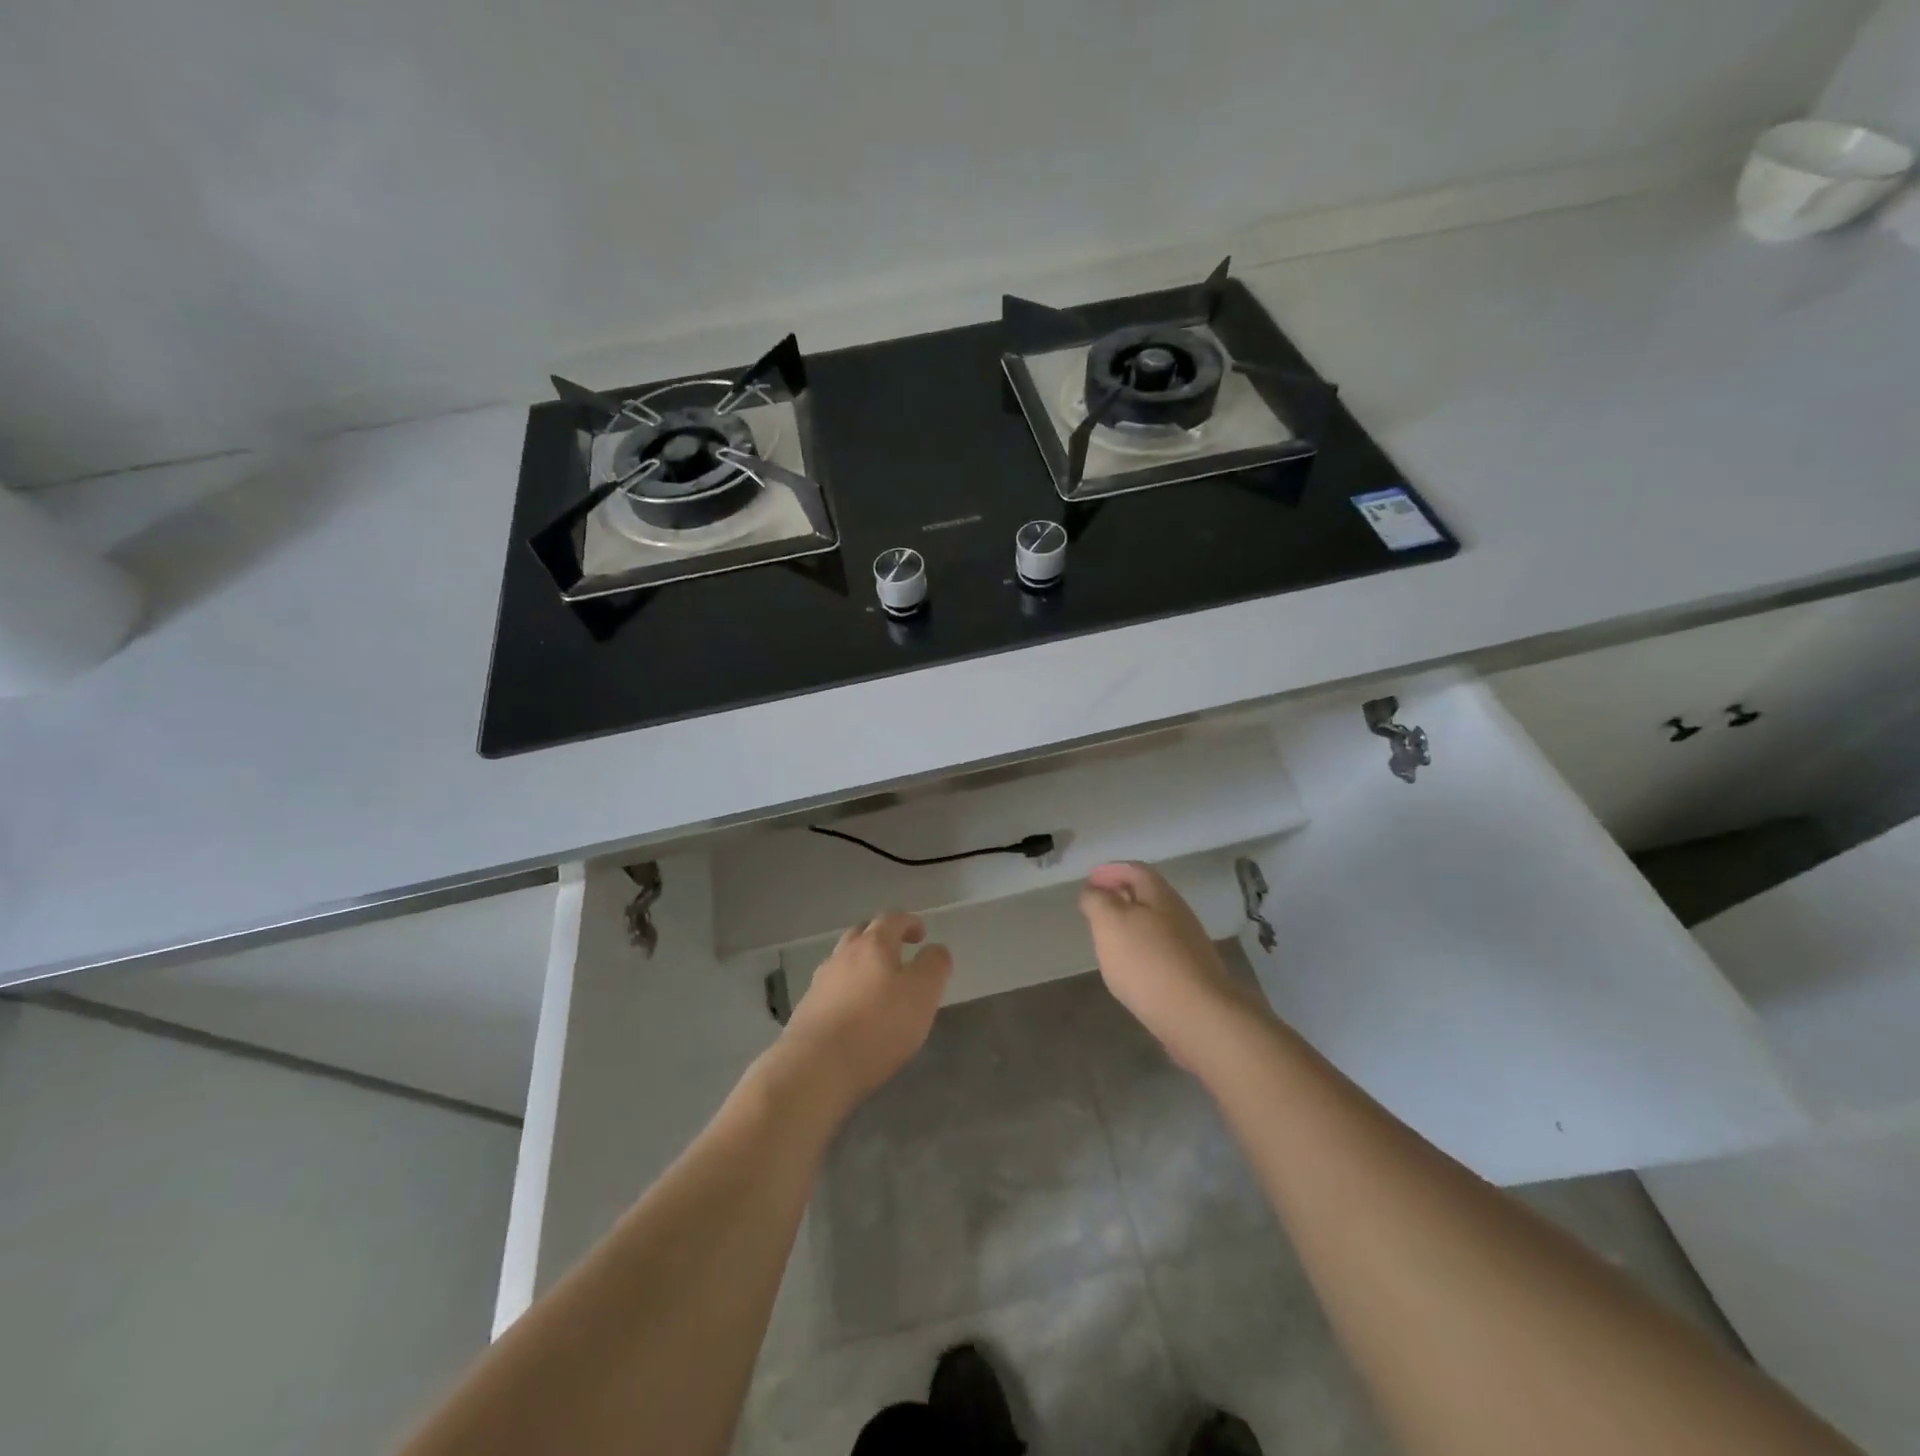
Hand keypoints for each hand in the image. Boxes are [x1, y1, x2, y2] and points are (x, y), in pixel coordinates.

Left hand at [777, 911, 952, 1110]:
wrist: (816, 1067)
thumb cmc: (878, 1025)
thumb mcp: (923, 993)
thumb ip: (934, 966)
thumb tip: (935, 950)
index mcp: (873, 944)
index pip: (892, 919)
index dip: (909, 922)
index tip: (921, 934)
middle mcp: (843, 955)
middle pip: (862, 934)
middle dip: (881, 938)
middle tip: (898, 954)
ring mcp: (821, 982)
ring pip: (844, 961)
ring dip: (861, 965)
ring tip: (878, 987)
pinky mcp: (807, 1010)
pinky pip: (831, 989)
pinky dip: (847, 991)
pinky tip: (855, 1013)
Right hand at [1079, 862, 1264, 1068]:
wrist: (1198, 1015)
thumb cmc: (1147, 961)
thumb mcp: (1110, 922)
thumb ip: (1097, 901)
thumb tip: (1093, 891)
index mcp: (1159, 894)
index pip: (1133, 870)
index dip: (1110, 870)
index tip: (1089, 879)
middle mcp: (1177, 913)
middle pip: (1146, 895)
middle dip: (1119, 895)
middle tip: (1094, 905)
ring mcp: (1187, 944)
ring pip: (1153, 923)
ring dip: (1129, 923)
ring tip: (1106, 936)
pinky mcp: (1189, 972)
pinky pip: (1159, 949)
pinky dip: (1139, 948)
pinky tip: (1128, 966)